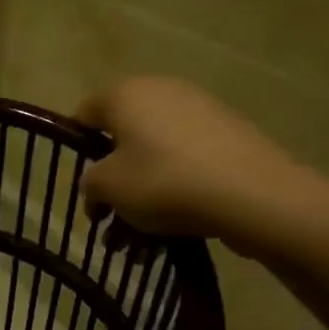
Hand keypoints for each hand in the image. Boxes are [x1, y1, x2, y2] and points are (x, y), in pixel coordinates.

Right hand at [75, 77, 328, 256]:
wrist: (252, 194)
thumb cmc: (164, 182)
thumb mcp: (108, 187)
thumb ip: (90, 182)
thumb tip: (97, 183)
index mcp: (125, 94)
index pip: (84, 115)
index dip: (76, 150)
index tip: (82, 186)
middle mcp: (161, 91)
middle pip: (123, 137)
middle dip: (113, 178)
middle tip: (109, 217)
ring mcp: (200, 110)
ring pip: (155, 154)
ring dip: (142, 192)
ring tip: (140, 238)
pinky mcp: (229, 134)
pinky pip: (187, 161)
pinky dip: (174, 188)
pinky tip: (174, 226)